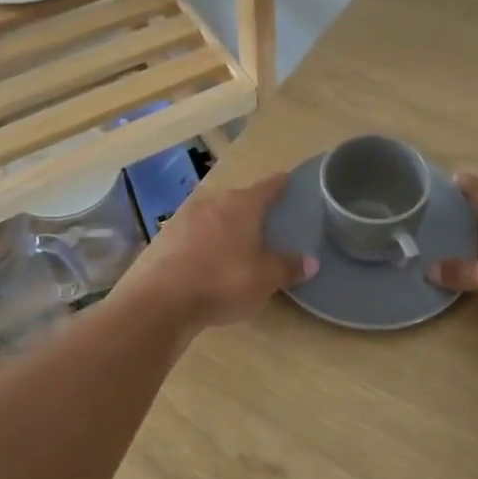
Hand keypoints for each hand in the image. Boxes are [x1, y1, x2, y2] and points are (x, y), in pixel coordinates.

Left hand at [129, 172, 316, 329]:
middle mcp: (214, 202)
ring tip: (236, 239)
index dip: (279, 184)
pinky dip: (205, 240)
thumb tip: (311, 262)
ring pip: (214, 214)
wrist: (166, 299)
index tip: (286, 179)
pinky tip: (208, 256)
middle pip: (238, 199)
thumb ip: (288, 267)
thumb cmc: (225, 280)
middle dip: (251, 207)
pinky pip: (195, 232)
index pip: (267, 187)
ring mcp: (186, 217)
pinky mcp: (167, 237)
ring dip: (225, 223)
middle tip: (265, 220)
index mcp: (242, 205)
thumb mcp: (266, 278)